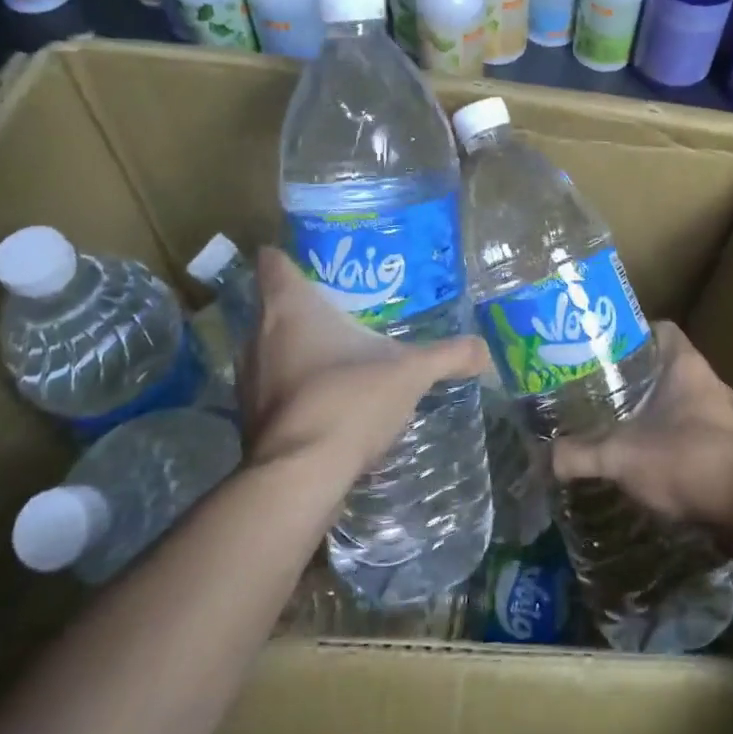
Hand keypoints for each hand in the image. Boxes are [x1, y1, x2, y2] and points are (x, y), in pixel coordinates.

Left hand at [239, 248, 489, 477]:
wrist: (300, 477)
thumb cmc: (350, 401)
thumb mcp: (410, 373)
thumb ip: (449, 356)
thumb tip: (484, 350)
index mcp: (291, 309)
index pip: (273, 263)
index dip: (285, 256)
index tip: (309, 259)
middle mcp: (260, 337)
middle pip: (271, 305)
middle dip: (300, 305)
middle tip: (339, 306)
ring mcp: (248, 380)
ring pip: (267, 348)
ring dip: (292, 348)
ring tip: (333, 352)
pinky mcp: (248, 419)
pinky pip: (270, 386)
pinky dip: (290, 385)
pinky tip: (323, 398)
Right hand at [550, 321, 732, 531]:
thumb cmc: (688, 461)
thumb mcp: (623, 457)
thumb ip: (581, 454)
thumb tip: (544, 457)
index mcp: (685, 364)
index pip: (659, 329)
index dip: (630, 335)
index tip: (600, 351)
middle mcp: (708, 380)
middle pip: (665, 364)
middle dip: (634, 377)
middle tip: (598, 389)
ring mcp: (722, 414)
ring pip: (679, 398)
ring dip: (653, 408)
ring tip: (616, 422)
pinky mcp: (729, 445)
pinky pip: (692, 427)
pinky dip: (669, 436)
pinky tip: (646, 456)